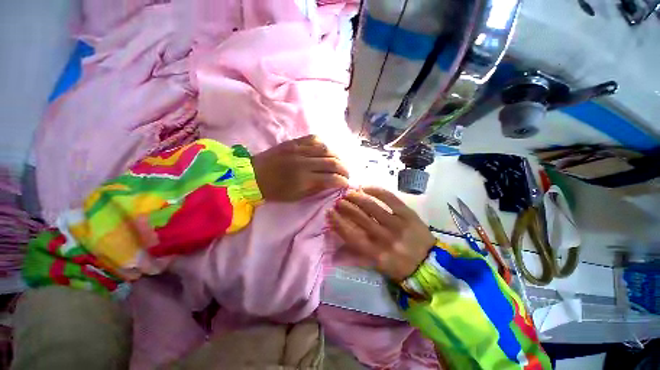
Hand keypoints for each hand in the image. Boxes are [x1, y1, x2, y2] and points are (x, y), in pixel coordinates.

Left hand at [252, 135, 348, 201]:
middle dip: (344, 169)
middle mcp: (304, 162)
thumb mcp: (296, 197)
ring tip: (339, 163)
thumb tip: (332, 184)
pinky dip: (324, 145)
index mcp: (303, 179)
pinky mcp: (294, 142)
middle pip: (332, 162)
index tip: (346, 184)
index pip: (331, 178)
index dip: (342, 181)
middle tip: (347, 174)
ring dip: (337, 156)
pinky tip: (326, 151)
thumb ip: (316, 189)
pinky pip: (314, 139)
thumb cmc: (274, 190)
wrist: (253, 175)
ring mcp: (299, 149)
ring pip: (326, 149)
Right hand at [328, 187, 435, 281]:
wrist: (429, 264)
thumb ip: (356, 257)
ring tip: (349, 193)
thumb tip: (335, 253)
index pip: (350, 234)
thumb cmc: (399, 266)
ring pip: (371, 206)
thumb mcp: (376, 266)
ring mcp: (397, 224)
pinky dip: (376, 190)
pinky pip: (389, 198)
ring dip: (357, 197)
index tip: (329, 211)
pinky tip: (366, 187)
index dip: (337, 221)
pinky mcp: (407, 214)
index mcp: (375, 253)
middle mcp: (384, 238)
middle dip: (345, 206)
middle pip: (359, 217)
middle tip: (339, 200)